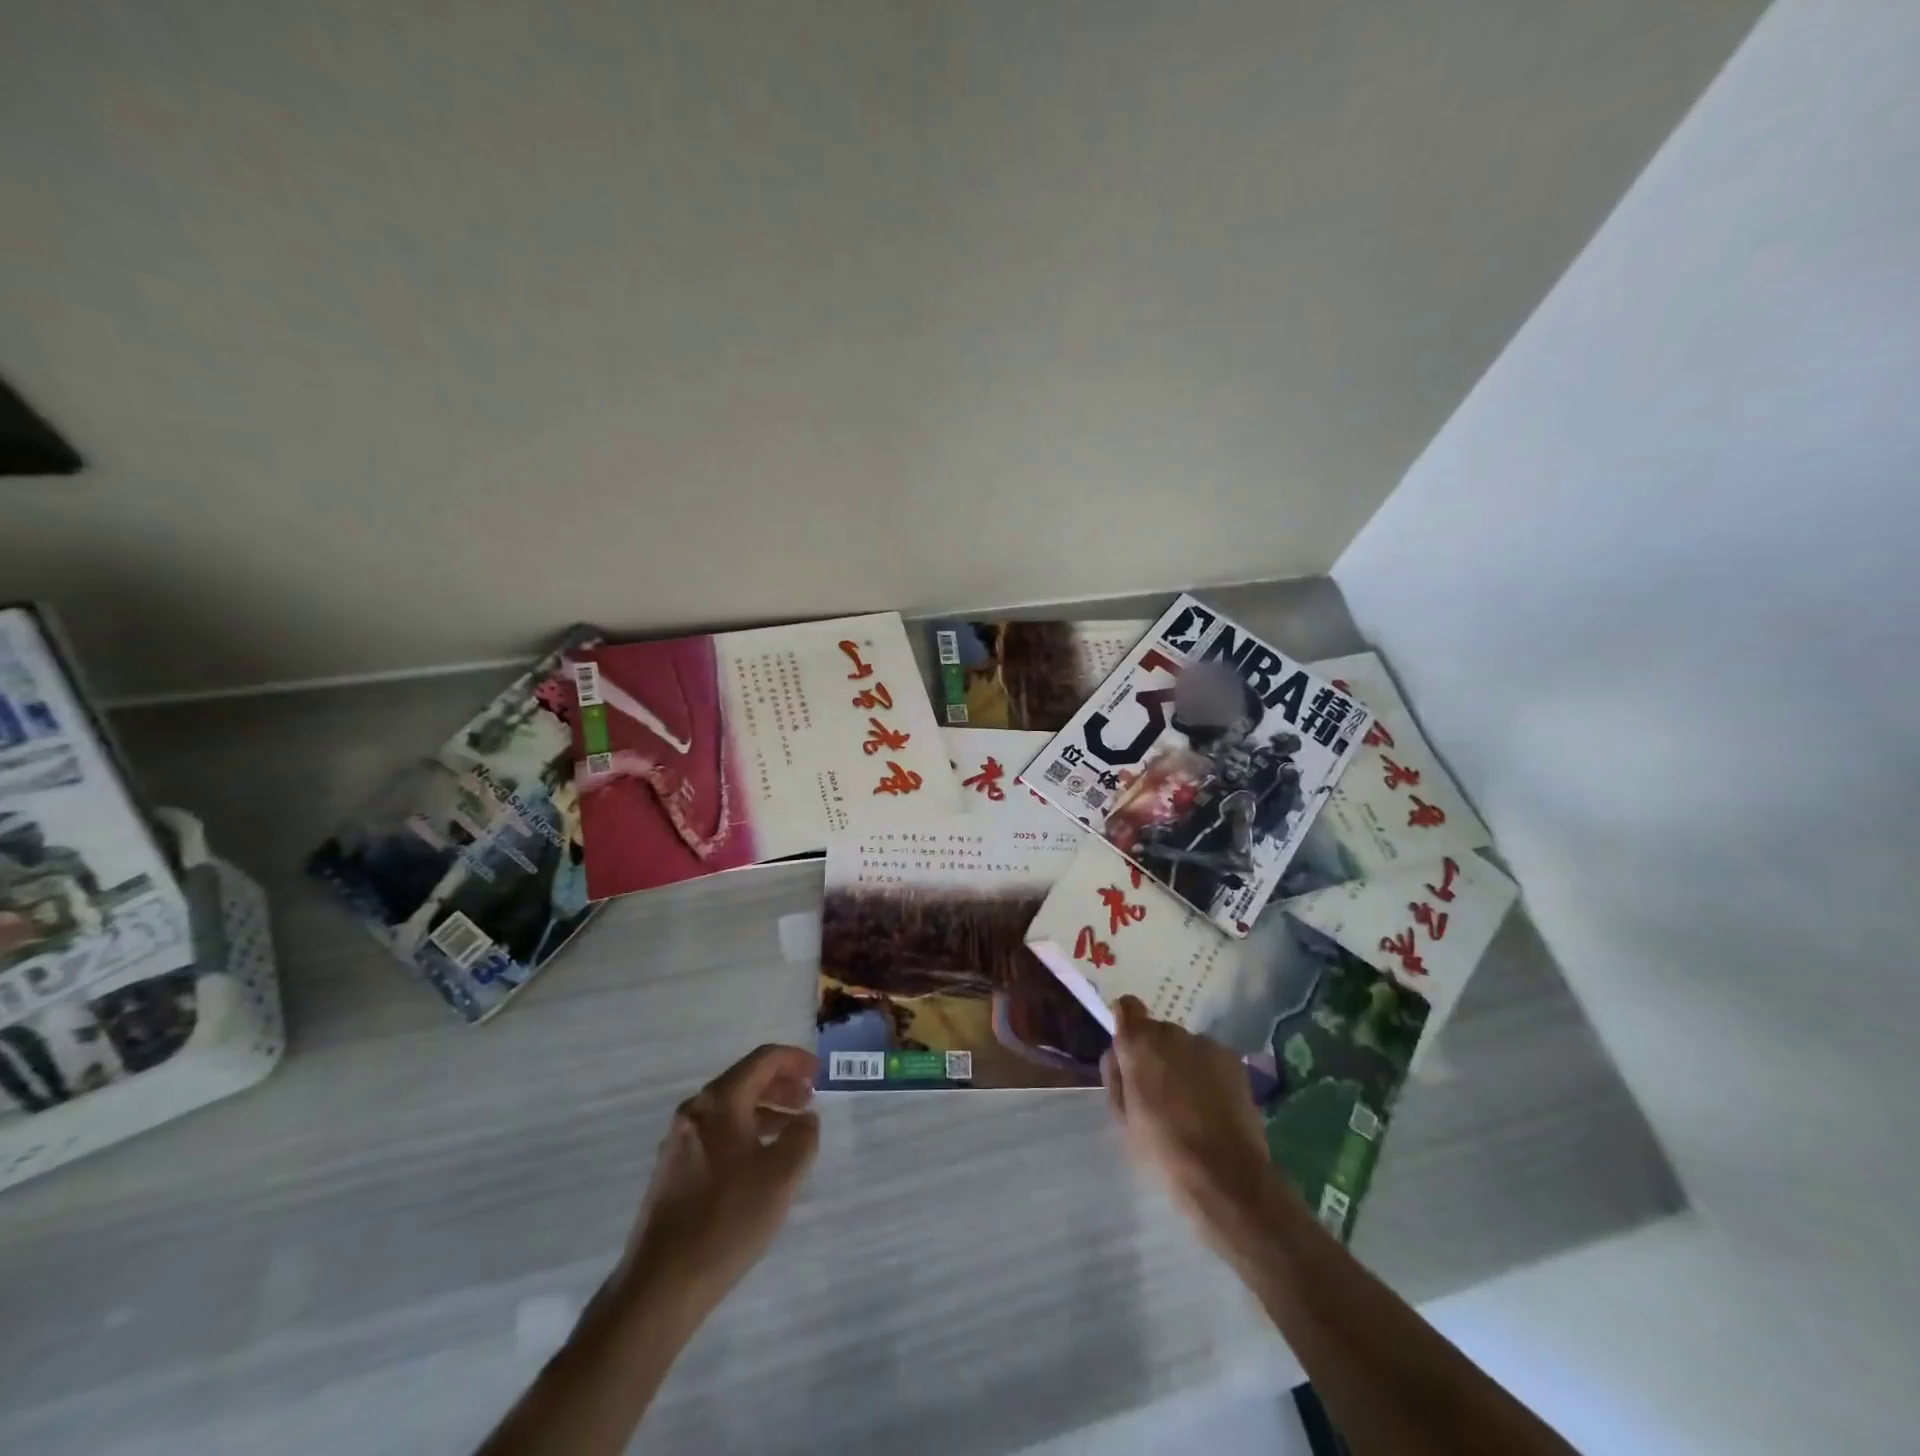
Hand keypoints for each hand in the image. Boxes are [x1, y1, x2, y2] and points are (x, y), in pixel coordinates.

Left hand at [611, 1044, 821, 1320]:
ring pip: (731, 1109)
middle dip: (781, 1085)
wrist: (660, 1286)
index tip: (820, 1074)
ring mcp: (679, 1140)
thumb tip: (805, 1119)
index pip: (763, 1060)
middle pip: (745, 1080)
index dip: (795, 1060)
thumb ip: (802, 1137)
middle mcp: (695, 1111)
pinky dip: (746, 1133)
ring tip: (792, 1131)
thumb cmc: (727, 1220)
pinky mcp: (673, 1170)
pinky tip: (761, 1161)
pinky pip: (718, 1133)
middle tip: (810, 1100)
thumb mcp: (781, 1176)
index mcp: (720, 1102)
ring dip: (765, 1111)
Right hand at [1100, 996, 1284, 1249]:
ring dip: (1184, 1063)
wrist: (1225, 1175)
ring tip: (1192, 1103)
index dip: (1126, 1023)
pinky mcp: (1234, 1060)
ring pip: (1186, 1046)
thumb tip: (1118, 1054)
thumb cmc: (1162, 1148)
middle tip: (1160, 1090)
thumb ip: (1116, 1075)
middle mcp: (1172, 1032)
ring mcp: (1206, 1043)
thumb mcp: (1122, 1116)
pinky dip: (1209, 1073)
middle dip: (1157, 1053)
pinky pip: (1211, 1059)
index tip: (1130, 1050)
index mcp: (1139, 1043)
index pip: (1127, 1007)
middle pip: (1158, 1031)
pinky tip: (1214, 1106)